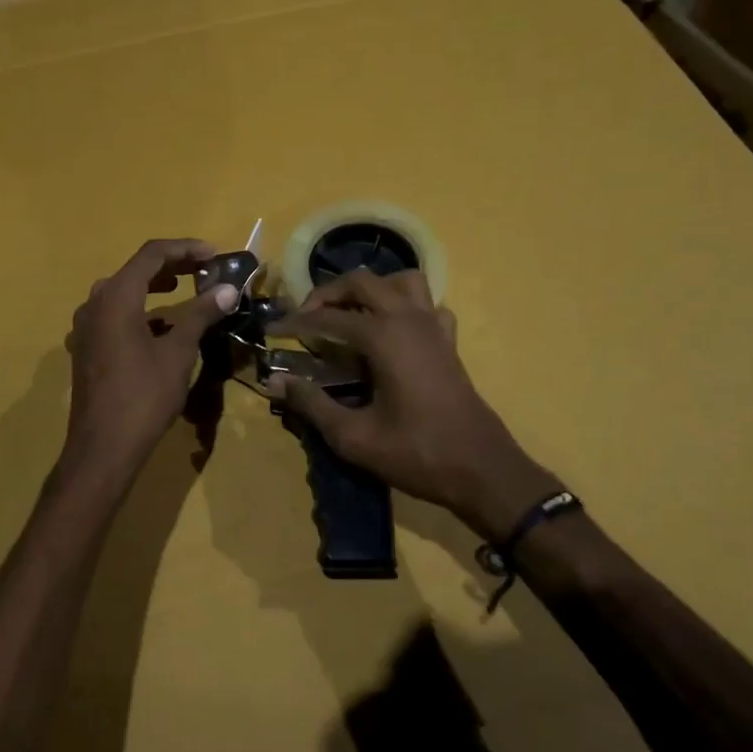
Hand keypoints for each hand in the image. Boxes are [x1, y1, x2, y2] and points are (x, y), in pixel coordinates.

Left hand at [59, 239, 239, 488]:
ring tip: (184, 289)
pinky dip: (139, 310)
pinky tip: (160, 326)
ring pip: (121, 292)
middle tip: (203, 270)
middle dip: (171, 266)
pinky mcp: (86, 348)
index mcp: (115, 297)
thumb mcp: (178, 352)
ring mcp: (86, 327)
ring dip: (153, 286)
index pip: (151, 255)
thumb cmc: (144, 396)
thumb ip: (200, 314)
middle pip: (135, 270)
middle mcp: (94, 304)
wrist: (103, 448)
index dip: (185, 249)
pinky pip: (113, 315)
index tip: (214, 254)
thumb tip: (227, 289)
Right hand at [275, 269, 560, 536]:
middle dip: (328, 293)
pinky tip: (392, 331)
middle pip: (362, 282)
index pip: (327, 317)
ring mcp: (433, 326)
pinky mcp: (448, 341)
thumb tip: (274, 382)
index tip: (271, 329)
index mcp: (383, 336)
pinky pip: (426, 304)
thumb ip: (311, 404)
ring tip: (349, 314)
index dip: (294, 322)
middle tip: (306, 318)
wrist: (482, 470)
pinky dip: (405, 306)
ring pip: (401, 281)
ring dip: (371, 290)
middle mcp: (408, 319)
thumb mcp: (354, 436)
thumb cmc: (416, 453)